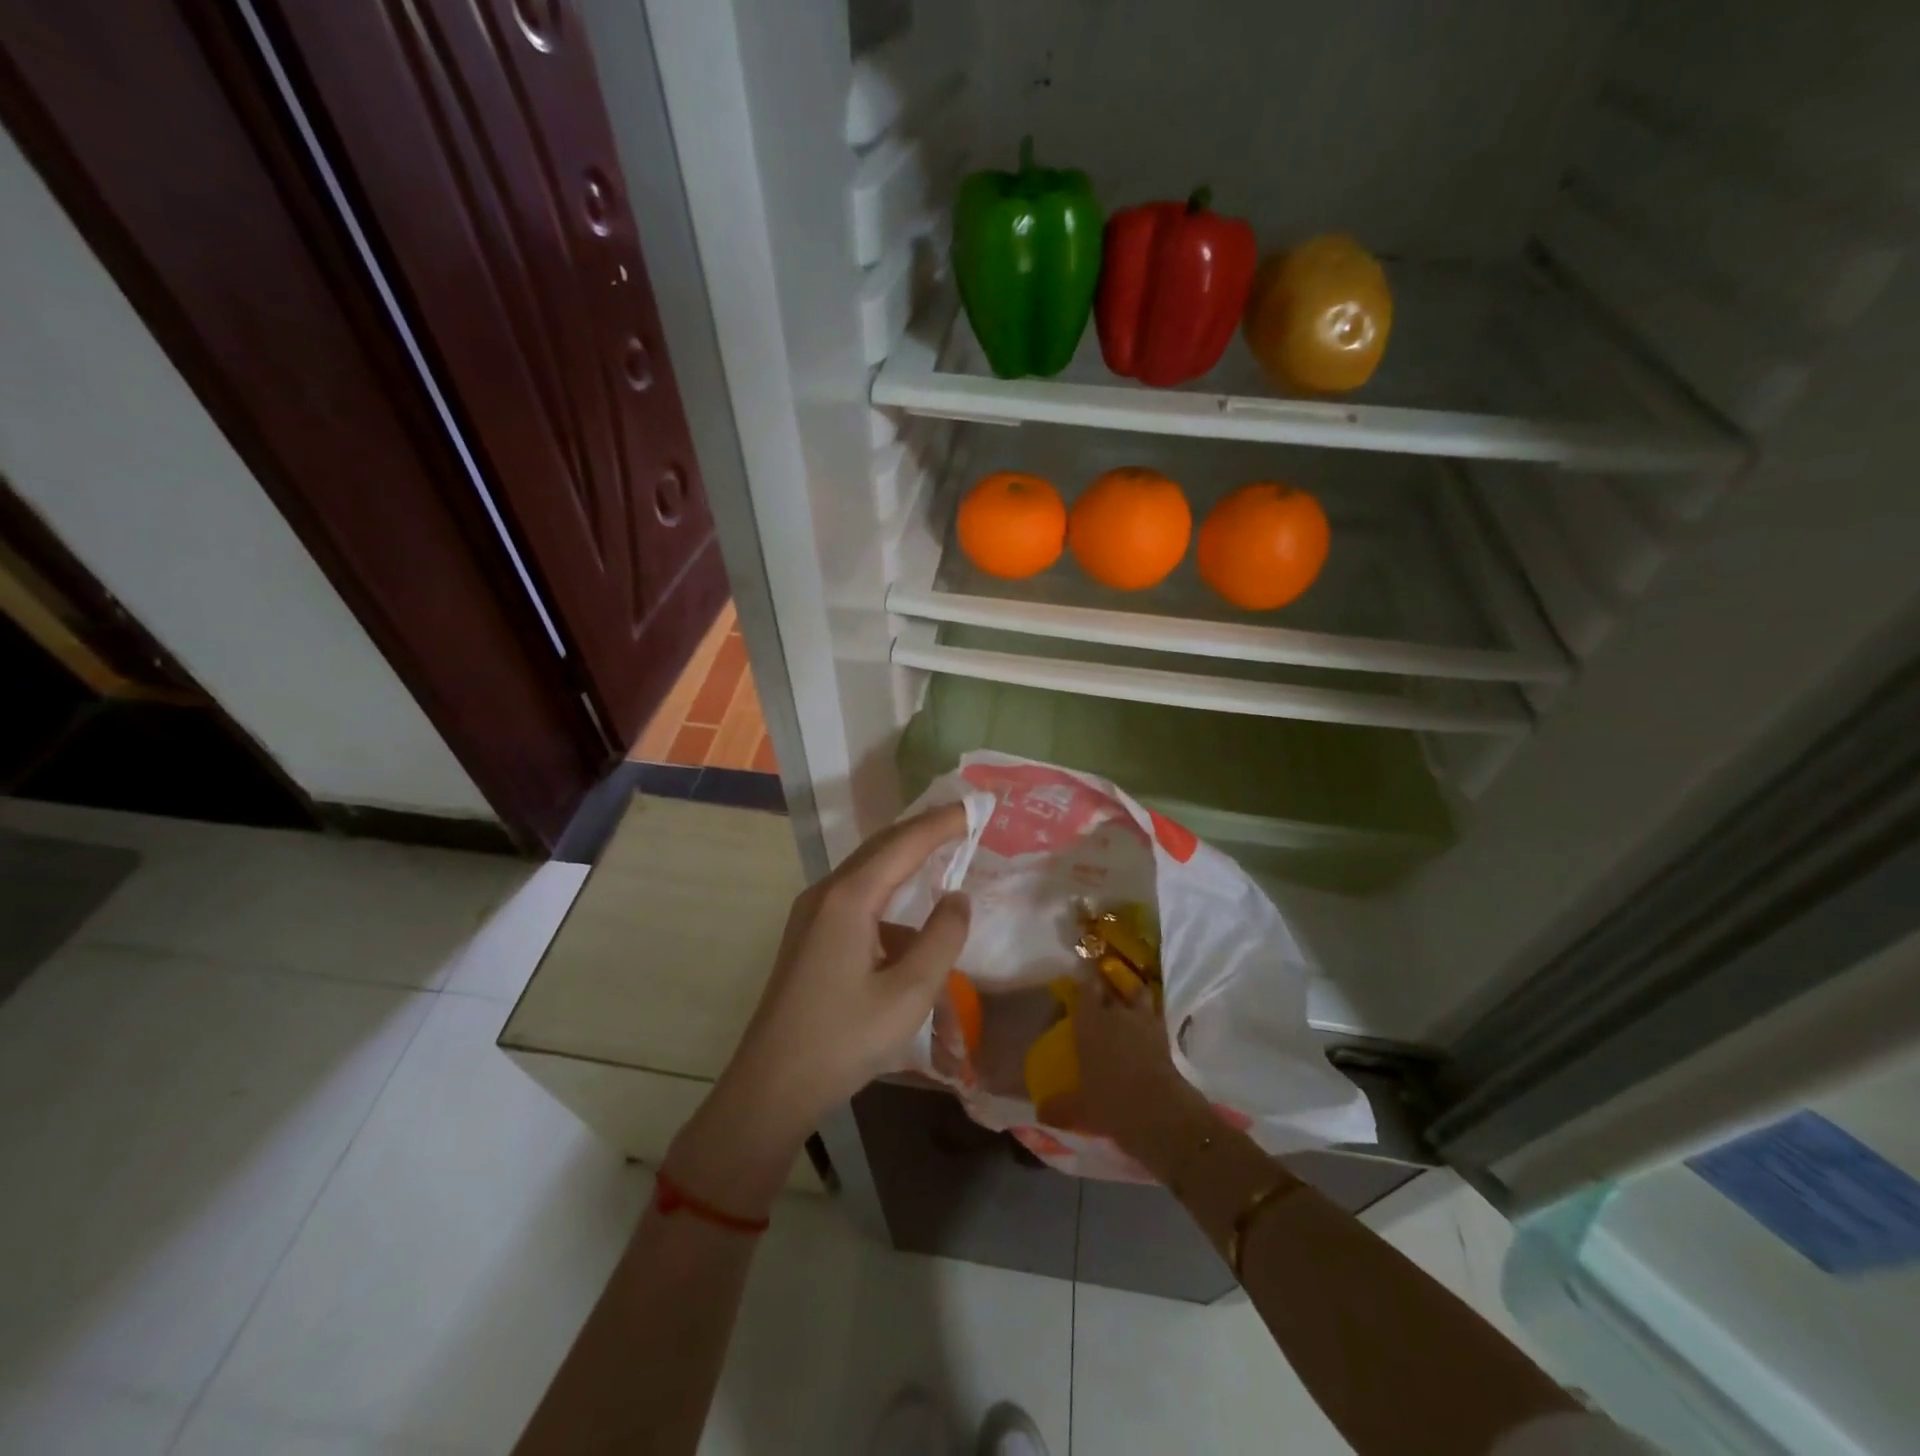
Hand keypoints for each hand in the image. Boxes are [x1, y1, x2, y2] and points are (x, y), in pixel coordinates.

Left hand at [665, 804, 970, 1213]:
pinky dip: (890, 904)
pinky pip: (857, 903)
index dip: (943, 823)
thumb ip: (942, 938)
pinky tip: (911, 933)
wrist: (771, 1087)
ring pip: (868, 875)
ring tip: (942, 862)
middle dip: (923, 832)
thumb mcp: (909, 993)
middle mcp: (826, 894)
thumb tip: (958, 898)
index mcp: (849, 898)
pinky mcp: (810, 937)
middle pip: (881, 848)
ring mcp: (812, 915)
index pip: (904, 843)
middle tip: (962, 821)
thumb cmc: (843, 1039)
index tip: (976, 808)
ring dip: (906, 867)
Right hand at [1065, 982, 1210, 1158]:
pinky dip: (1150, 1016)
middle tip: (1100, 995)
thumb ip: (1058, 1108)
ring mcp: (1143, 1021)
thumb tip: (1040, 1112)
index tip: (1080, 981)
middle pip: (1110, 988)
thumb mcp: (1079, 1110)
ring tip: (1128, 1000)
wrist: (1160, 1112)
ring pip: (1137, 993)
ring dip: (1132, 994)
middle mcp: (1115, 1014)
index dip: (1084, 983)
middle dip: (1105, 988)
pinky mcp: (1164, 1035)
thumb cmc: (1111, 1103)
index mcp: (1090, 1023)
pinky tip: (1146, 1026)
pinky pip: (1154, 1015)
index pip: (1086, 989)